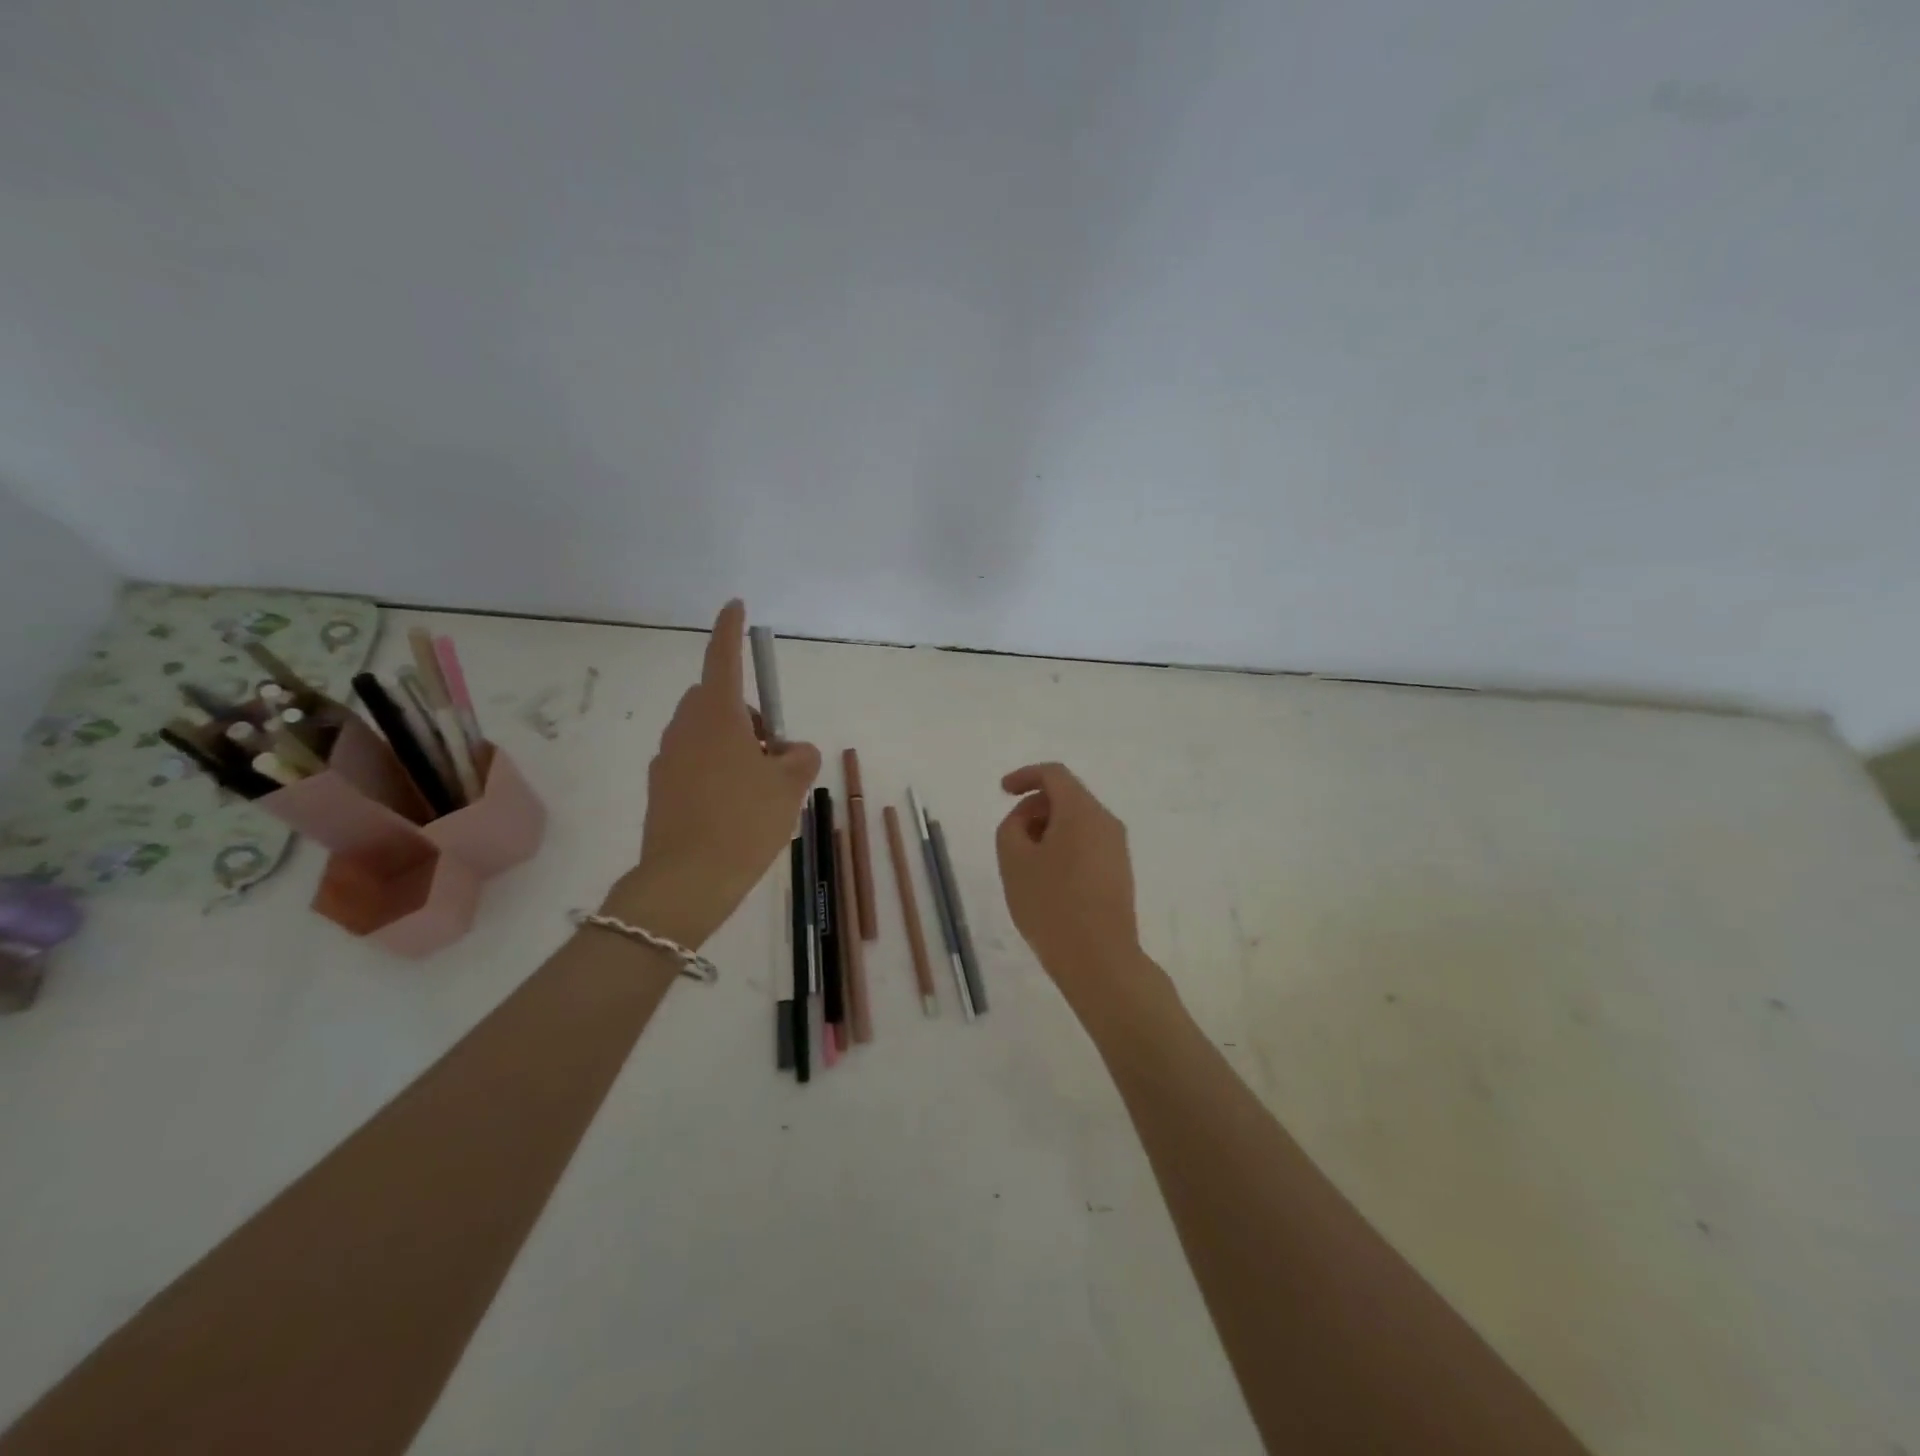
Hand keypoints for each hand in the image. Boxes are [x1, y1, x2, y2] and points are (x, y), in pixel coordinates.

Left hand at [602, 600, 819, 946]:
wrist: (686, 882)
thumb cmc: (743, 822)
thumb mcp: (788, 788)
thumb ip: (799, 758)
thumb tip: (792, 750)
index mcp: (717, 717)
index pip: (723, 659)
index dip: (730, 630)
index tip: (735, 605)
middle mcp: (686, 730)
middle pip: (716, 700)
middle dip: (745, 713)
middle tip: (773, 751)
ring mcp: (668, 760)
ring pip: (705, 733)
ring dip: (732, 743)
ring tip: (759, 787)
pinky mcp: (660, 789)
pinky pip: (693, 762)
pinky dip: (715, 769)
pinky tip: (734, 808)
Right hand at [996, 762, 1153, 1012]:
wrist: (1099, 959)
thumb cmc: (1051, 904)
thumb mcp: (1014, 861)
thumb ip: (1011, 827)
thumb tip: (1026, 819)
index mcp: (1081, 811)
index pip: (1054, 774)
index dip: (1025, 776)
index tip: (1003, 791)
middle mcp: (1106, 821)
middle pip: (1067, 797)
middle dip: (1034, 808)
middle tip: (1011, 838)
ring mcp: (1117, 847)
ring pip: (1077, 822)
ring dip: (1048, 830)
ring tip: (1026, 864)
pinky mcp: (1119, 871)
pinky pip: (1087, 843)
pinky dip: (1063, 846)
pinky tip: (1047, 879)